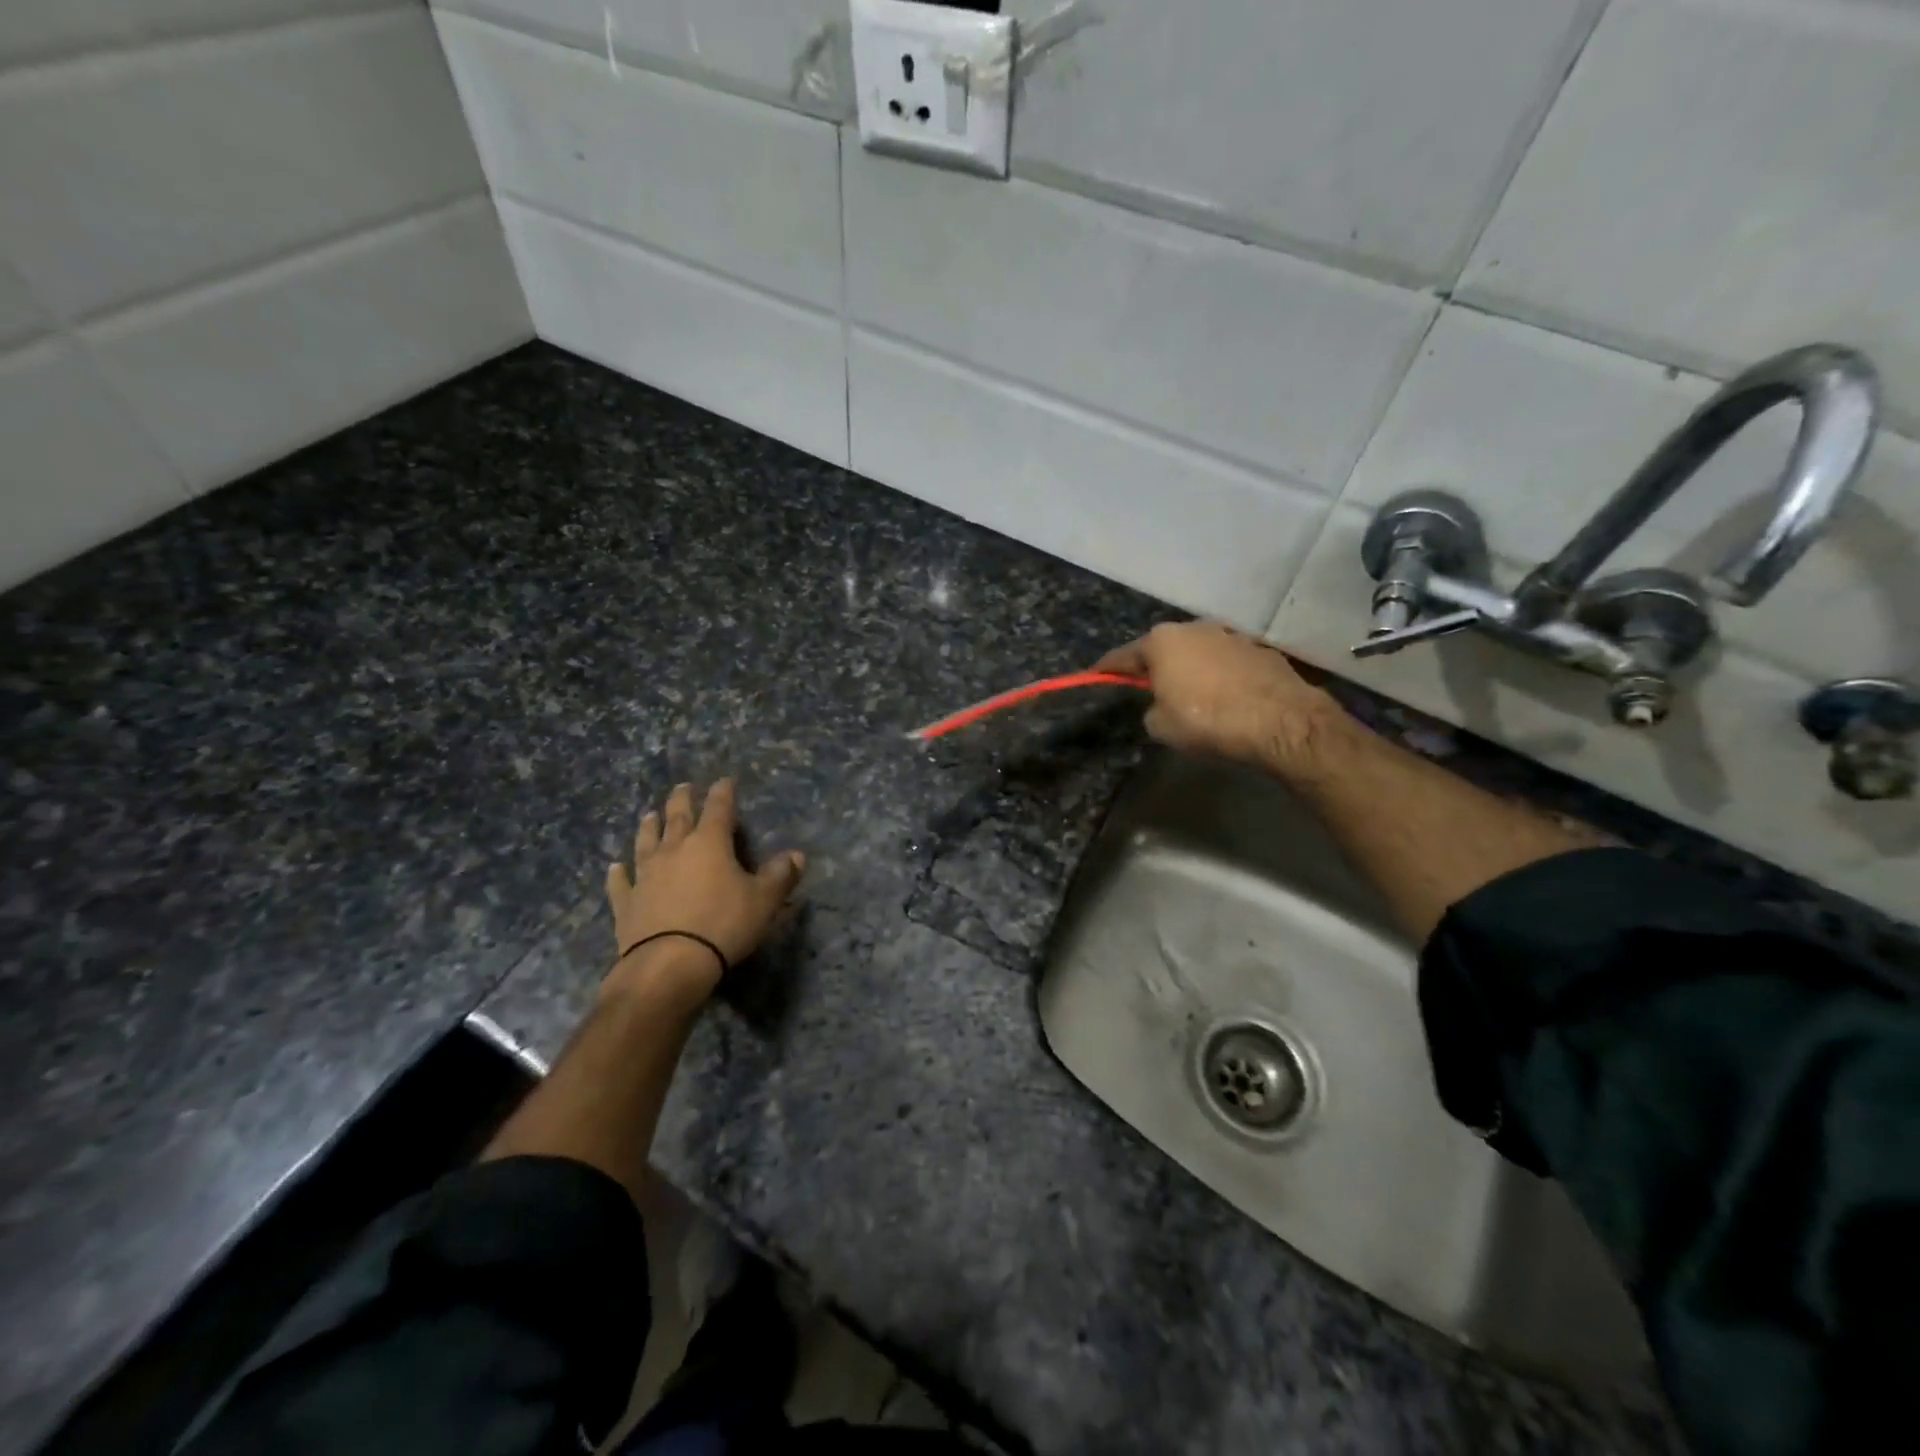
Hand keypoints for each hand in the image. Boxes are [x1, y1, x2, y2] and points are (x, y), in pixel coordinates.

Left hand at [603, 779, 804, 1004]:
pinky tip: (615, 867)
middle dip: (682, 800)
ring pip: (646, 842)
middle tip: (682, 787)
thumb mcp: (764, 901)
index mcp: (710, 843)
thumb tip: (796, 855)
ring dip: (649, 827)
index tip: (725, 780)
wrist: (669, 964)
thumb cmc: (723, 925)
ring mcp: (645, 875)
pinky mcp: (626, 902)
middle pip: (677, 817)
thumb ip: (780, 875)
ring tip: (649, 815)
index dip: (723, 792)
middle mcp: (674, 850)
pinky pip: (621, 882)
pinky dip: (618, 873)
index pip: (719, 808)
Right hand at [1096, 622, 1344, 775]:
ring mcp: (1230, 635)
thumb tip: (1161, 705)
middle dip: (1154, 666)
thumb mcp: (1160, 726)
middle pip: (1163, 648)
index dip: (1107, 670)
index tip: (1095, 676)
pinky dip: (1220, 676)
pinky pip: (1227, 663)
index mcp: (1161, 641)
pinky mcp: (1260, 649)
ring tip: (1190, 695)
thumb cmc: (1207, 719)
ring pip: (1198, 653)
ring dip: (1190, 669)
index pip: (1122, 656)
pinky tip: (1224, 697)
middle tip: (1147, 689)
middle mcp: (1193, 628)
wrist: (1280, 721)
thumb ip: (1151, 709)